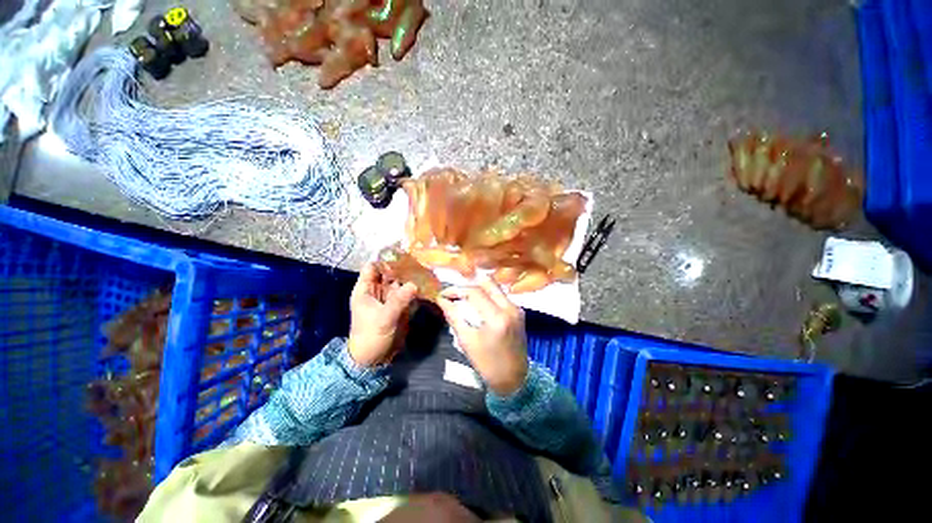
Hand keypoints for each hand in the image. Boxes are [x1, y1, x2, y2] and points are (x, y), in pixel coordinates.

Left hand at [348, 263, 417, 366]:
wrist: (374, 359)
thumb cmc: (370, 337)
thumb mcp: (383, 318)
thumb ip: (399, 300)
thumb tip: (415, 284)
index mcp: (366, 290)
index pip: (373, 267)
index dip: (385, 259)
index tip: (402, 252)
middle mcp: (378, 290)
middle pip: (390, 272)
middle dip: (403, 265)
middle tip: (420, 257)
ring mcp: (390, 297)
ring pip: (401, 282)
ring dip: (411, 276)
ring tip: (426, 267)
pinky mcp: (400, 305)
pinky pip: (408, 293)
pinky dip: (416, 288)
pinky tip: (427, 282)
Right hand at [437, 277, 528, 394]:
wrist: (514, 379)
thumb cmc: (488, 364)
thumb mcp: (467, 342)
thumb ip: (454, 317)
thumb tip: (441, 300)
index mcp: (497, 318)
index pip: (474, 292)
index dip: (456, 290)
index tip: (443, 294)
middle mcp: (510, 308)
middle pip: (487, 282)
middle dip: (468, 285)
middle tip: (455, 293)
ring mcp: (517, 308)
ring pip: (495, 287)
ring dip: (478, 289)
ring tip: (463, 297)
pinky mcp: (519, 311)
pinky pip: (501, 296)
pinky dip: (487, 296)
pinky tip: (477, 304)